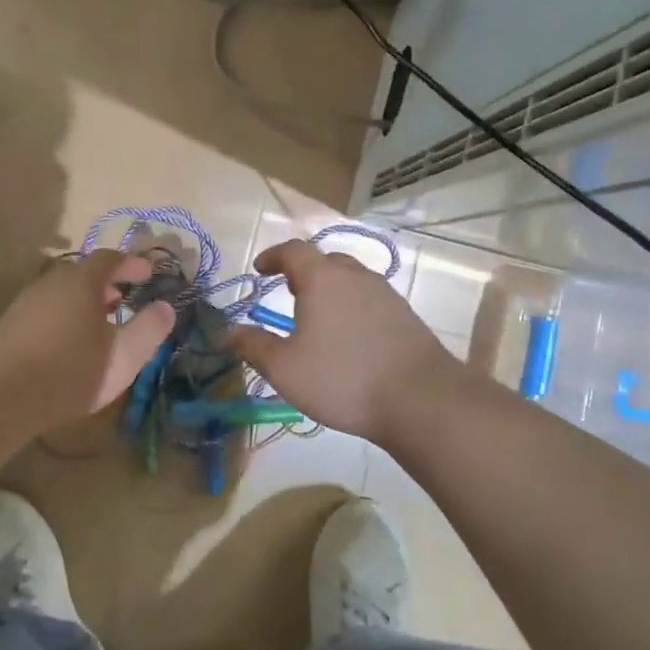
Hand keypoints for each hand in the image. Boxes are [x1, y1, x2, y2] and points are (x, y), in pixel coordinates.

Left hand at [0, 250, 175, 432]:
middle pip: (84, 272)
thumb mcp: (124, 355)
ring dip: (85, 301)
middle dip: (108, 283)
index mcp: (82, 281)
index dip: (132, 263)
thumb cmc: (70, 371)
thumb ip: (149, 329)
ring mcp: (27, 302)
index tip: (149, 273)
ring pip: (63, 292)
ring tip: (101, 323)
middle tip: (125, 299)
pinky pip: (47, 309)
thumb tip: (165, 306)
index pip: (110, 258)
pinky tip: (70, 344)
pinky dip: (66, 315)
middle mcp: (52, 282)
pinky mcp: (10, 325)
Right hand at [230, 240, 459, 442]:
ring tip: (317, 316)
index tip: (260, 269)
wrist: (420, 399)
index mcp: (322, 278)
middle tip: (288, 292)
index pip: (293, 250)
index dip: (273, 257)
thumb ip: (254, 346)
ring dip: (330, 289)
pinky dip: (352, 307)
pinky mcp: (405, 315)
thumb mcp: (285, 368)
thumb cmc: (342, 378)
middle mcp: (355, 276)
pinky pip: (369, 299)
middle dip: (303, 271)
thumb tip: (230, 331)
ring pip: (350, 279)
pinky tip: (349, 337)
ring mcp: (384, 293)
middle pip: (325, 261)